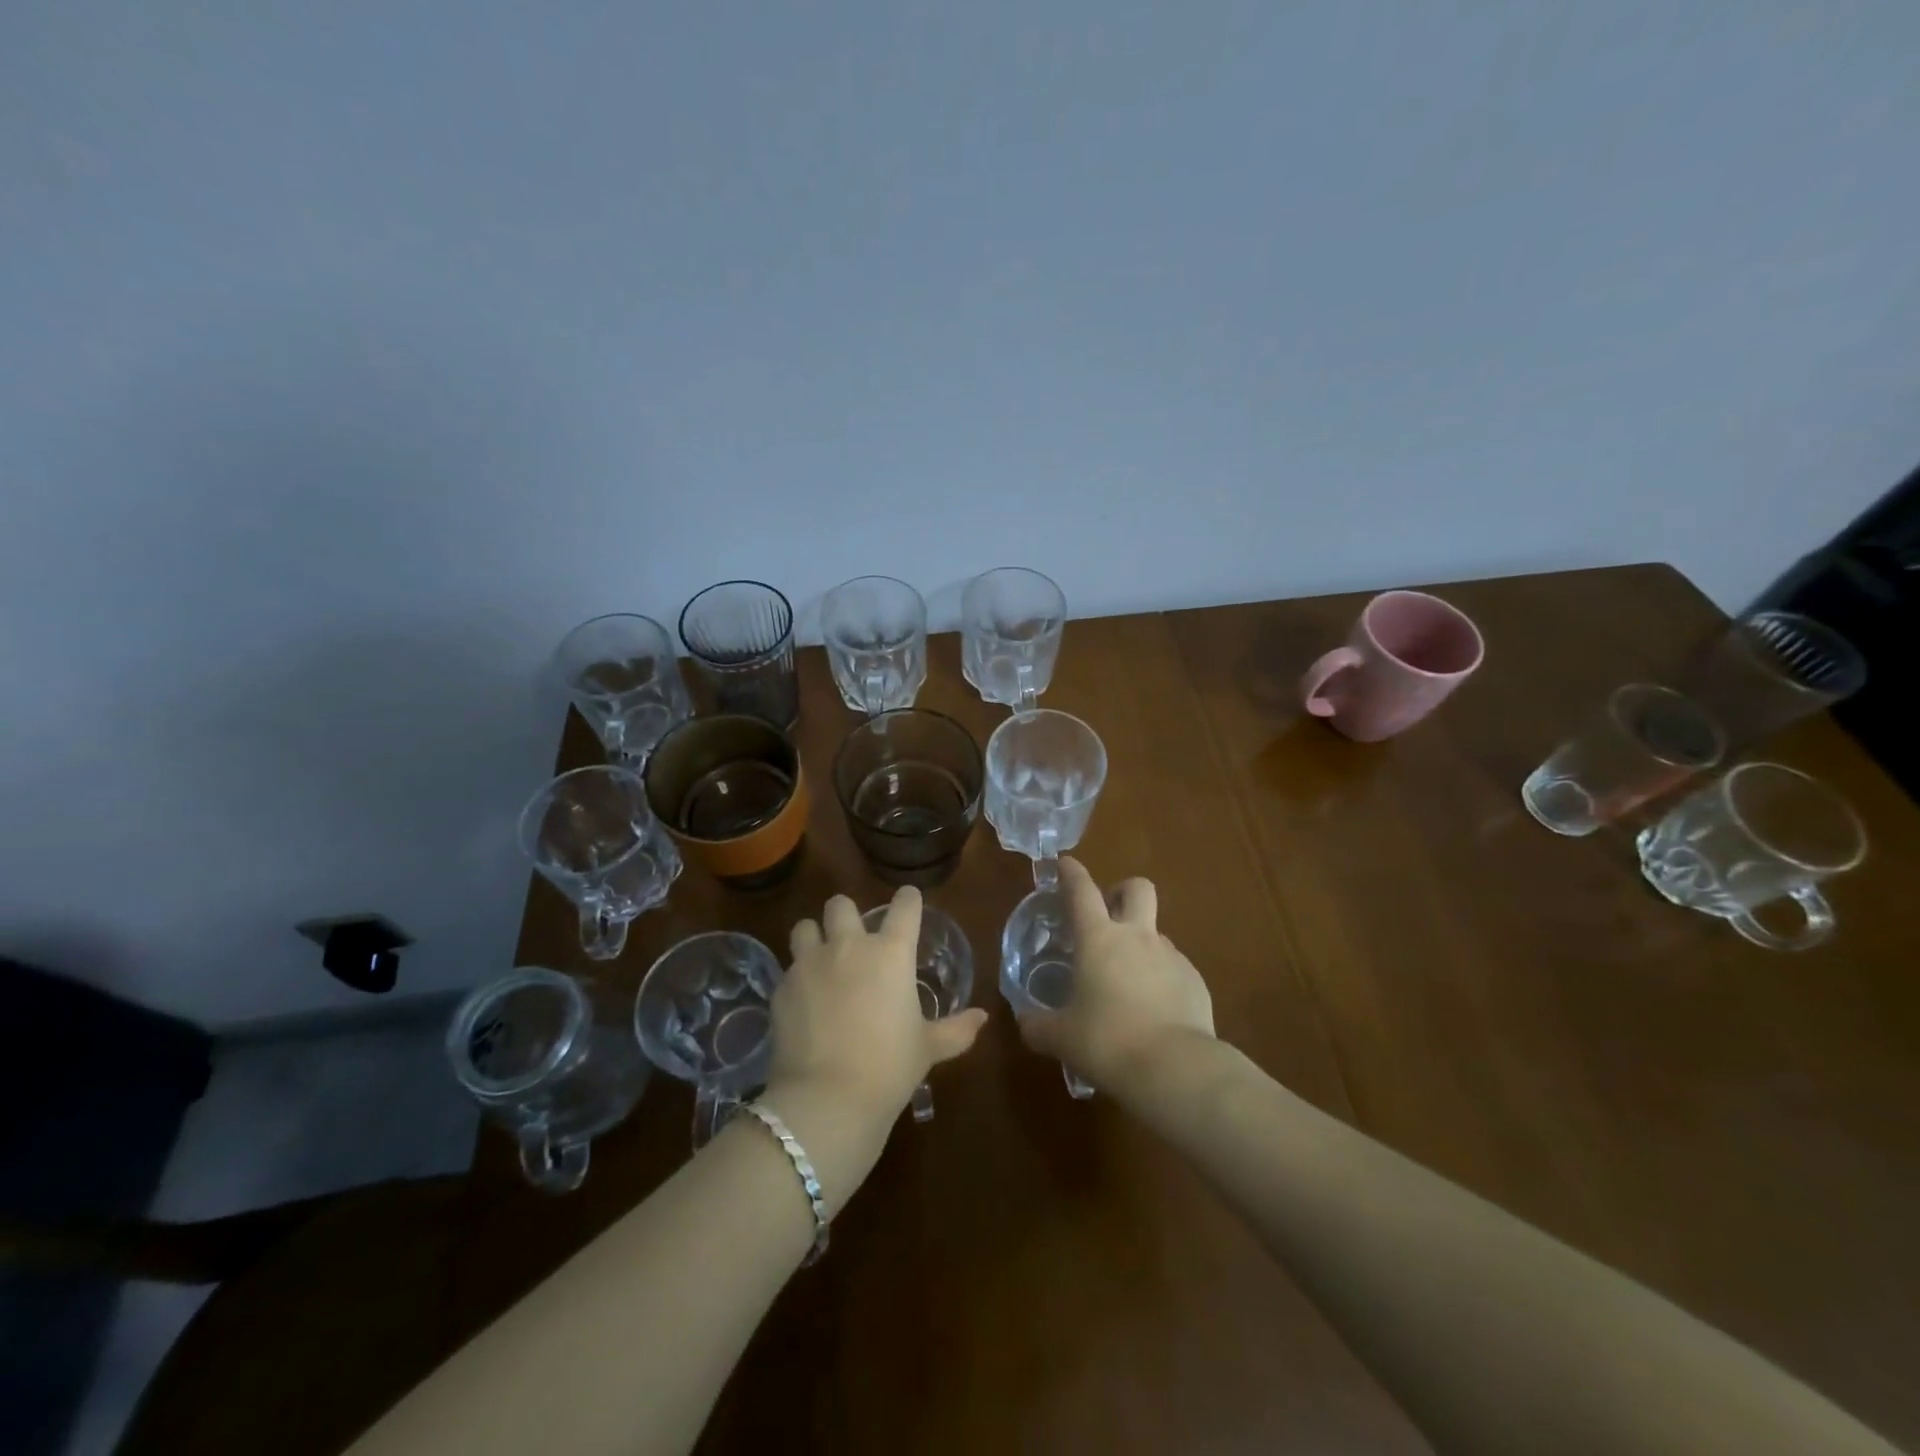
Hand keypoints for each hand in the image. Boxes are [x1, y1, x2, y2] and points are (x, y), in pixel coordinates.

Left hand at [765, 887, 988, 1137]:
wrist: (827, 1098)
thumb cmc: (889, 1067)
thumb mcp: (928, 1048)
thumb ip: (956, 1029)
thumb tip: (982, 1018)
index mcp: (891, 953)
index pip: (904, 907)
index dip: (908, 899)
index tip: (909, 900)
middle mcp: (848, 946)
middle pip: (841, 905)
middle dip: (847, 915)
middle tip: (853, 939)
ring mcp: (809, 964)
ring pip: (805, 927)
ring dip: (814, 937)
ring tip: (820, 959)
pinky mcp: (781, 987)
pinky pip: (788, 968)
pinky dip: (797, 978)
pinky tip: (804, 1001)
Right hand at [1017, 858, 1213, 1096]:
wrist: (1176, 1069)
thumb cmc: (1107, 1042)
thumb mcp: (1061, 1037)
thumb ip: (1038, 1025)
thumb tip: (1025, 1021)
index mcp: (1099, 939)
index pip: (1081, 890)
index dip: (1071, 872)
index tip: (1064, 863)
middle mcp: (1137, 937)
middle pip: (1137, 888)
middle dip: (1121, 891)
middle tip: (1107, 913)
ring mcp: (1171, 957)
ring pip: (1156, 932)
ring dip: (1140, 944)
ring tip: (1126, 982)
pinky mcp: (1195, 982)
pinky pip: (1174, 968)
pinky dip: (1160, 978)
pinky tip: (1153, 1011)